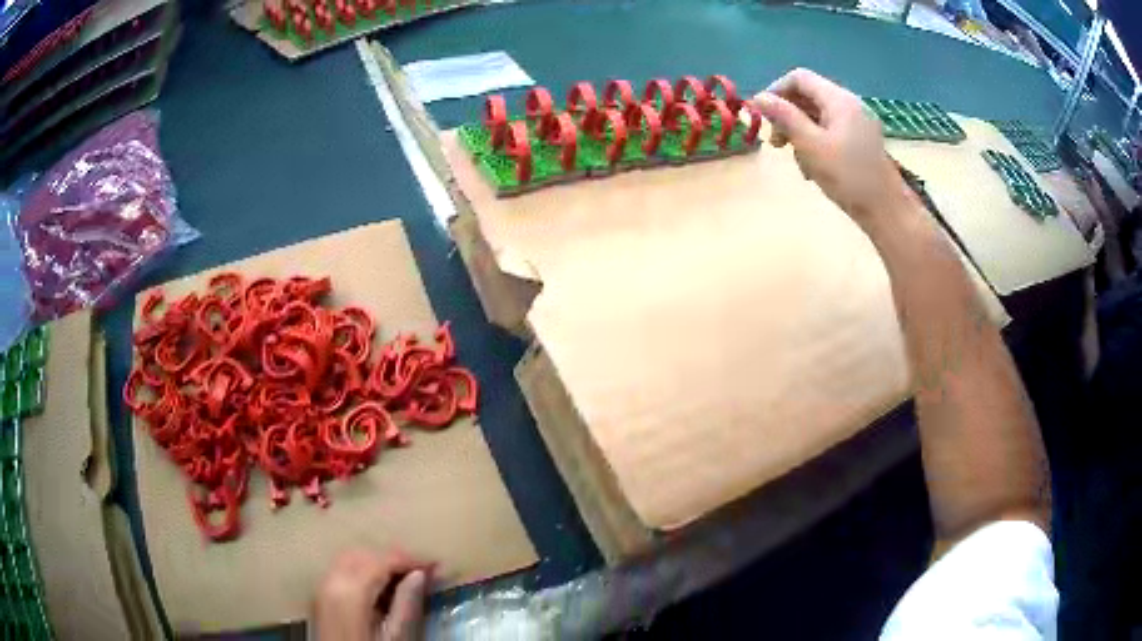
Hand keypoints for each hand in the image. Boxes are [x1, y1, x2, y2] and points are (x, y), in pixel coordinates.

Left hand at [313, 548, 432, 640]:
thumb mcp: (395, 635)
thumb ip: (406, 604)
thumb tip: (419, 575)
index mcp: (351, 590)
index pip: (383, 561)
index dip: (412, 560)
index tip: (436, 566)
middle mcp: (332, 580)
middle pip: (365, 554)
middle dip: (394, 559)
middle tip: (423, 572)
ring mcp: (322, 587)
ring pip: (351, 559)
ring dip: (377, 563)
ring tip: (404, 580)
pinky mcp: (321, 596)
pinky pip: (341, 571)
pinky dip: (362, 572)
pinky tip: (380, 590)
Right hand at [755, 68, 914, 227]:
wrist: (887, 211)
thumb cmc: (848, 177)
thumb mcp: (810, 145)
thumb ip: (784, 117)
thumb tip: (759, 97)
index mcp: (838, 99)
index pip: (799, 78)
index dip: (776, 91)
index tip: (763, 116)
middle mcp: (849, 104)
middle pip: (809, 96)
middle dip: (788, 115)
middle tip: (776, 144)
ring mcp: (858, 123)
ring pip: (818, 116)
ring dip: (800, 132)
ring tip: (798, 161)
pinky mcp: (862, 141)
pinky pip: (831, 131)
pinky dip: (816, 142)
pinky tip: (814, 168)